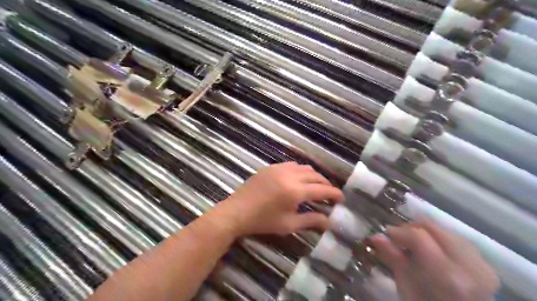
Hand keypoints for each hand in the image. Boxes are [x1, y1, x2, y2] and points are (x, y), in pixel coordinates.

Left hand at [209, 163, 342, 237]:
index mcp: (295, 191)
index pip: (322, 189)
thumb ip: (311, 221)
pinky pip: (292, 165)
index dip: (334, 193)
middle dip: (325, 183)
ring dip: (314, 175)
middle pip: (315, 175)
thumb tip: (329, 221)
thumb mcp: (288, 224)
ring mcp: (279, 168)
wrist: (237, 211)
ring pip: (304, 167)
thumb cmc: (263, 221)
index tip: (342, 198)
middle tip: (330, 193)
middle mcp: (290, 175)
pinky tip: (299, 178)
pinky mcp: (271, 167)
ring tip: (316, 186)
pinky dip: (301, 171)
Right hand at [370, 221, 498, 300]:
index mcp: (447, 276)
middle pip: (432, 227)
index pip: (418, 236)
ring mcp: (482, 265)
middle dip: (410, 228)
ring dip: (424, 233)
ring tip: (413, 245)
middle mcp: (469, 266)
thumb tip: (375, 236)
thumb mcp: (407, 288)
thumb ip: (393, 259)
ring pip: (444, 231)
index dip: (398, 231)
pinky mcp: (486, 265)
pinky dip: (439, 240)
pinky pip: (457, 240)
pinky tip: (432, 251)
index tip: (386, 234)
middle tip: (397, 238)